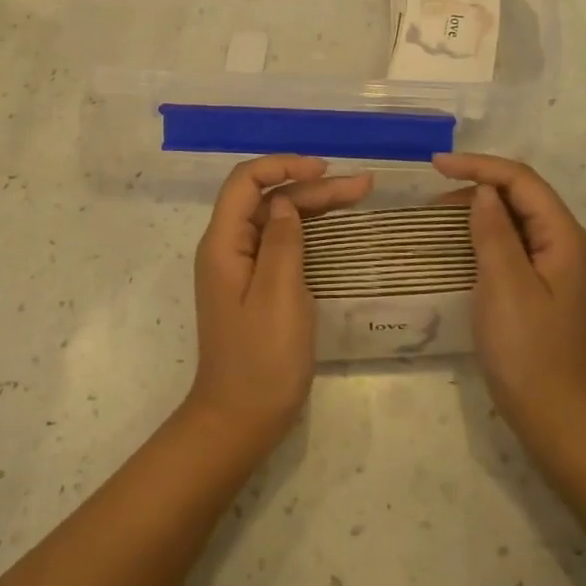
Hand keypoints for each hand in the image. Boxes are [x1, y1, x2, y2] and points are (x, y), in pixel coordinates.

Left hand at [188, 155, 371, 452]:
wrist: (241, 420)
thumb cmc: (261, 359)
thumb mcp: (278, 295)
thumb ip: (282, 241)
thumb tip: (283, 201)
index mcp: (223, 244)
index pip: (245, 181)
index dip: (283, 165)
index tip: (324, 170)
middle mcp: (228, 248)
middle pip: (267, 199)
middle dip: (311, 187)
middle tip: (362, 187)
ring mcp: (242, 268)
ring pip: (277, 220)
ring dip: (314, 206)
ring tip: (359, 196)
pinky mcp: (257, 287)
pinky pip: (281, 245)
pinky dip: (309, 232)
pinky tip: (336, 229)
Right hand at [433, 153, 585, 438]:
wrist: (553, 413)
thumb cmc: (528, 348)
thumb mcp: (505, 284)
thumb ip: (494, 232)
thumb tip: (484, 191)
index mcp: (563, 236)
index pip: (521, 180)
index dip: (479, 166)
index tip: (435, 165)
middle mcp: (563, 242)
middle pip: (520, 193)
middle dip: (477, 182)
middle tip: (432, 192)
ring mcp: (552, 265)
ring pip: (514, 216)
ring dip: (477, 207)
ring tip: (437, 213)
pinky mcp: (538, 284)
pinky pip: (509, 242)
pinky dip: (482, 233)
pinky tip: (457, 242)